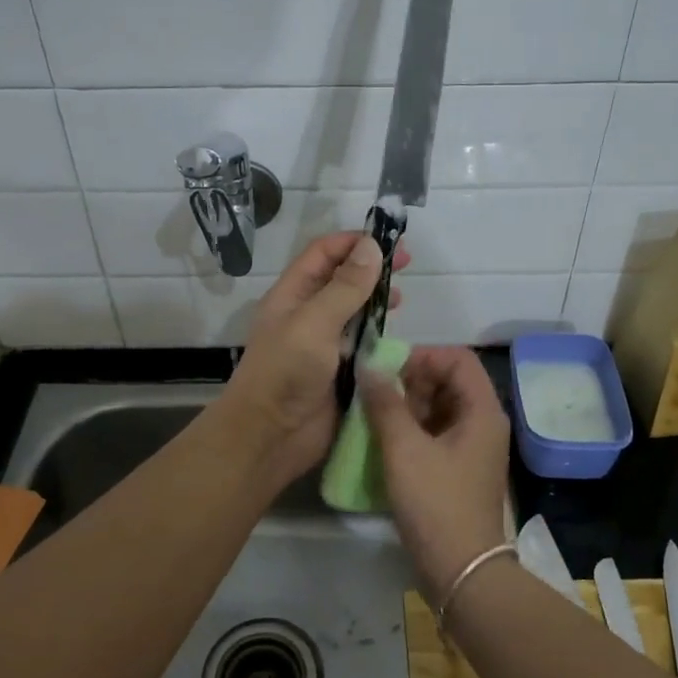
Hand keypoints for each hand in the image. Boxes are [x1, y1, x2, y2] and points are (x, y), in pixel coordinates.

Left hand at [220, 231, 410, 489]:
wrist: (270, 436)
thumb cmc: (285, 372)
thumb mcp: (314, 323)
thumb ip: (345, 287)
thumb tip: (372, 247)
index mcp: (293, 295)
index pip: (323, 254)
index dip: (353, 242)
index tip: (390, 240)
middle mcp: (308, 314)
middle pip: (342, 279)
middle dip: (371, 269)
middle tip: (407, 265)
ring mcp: (324, 344)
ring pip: (355, 312)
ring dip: (377, 301)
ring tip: (402, 300)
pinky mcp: (340, 371)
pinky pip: (363, 345)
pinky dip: (380, 335)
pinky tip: (397, 334)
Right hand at [359, 347, 510, 600]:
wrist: (462, 571)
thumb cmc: (436, 503)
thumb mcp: (404, 449)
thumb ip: (385, 404)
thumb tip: (368, 367)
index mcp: (482, 410)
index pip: (457, 358)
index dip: (422, 355)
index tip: (387, 367)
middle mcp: (483, 423)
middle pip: (449, 381)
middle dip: (411, 380)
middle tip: (376, 393)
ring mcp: (472, 447)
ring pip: (439, 408)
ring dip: (407, 405)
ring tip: (374, 415)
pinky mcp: (459, 468)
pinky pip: (436, 433)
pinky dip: (412, 429)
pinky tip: (384, 438)